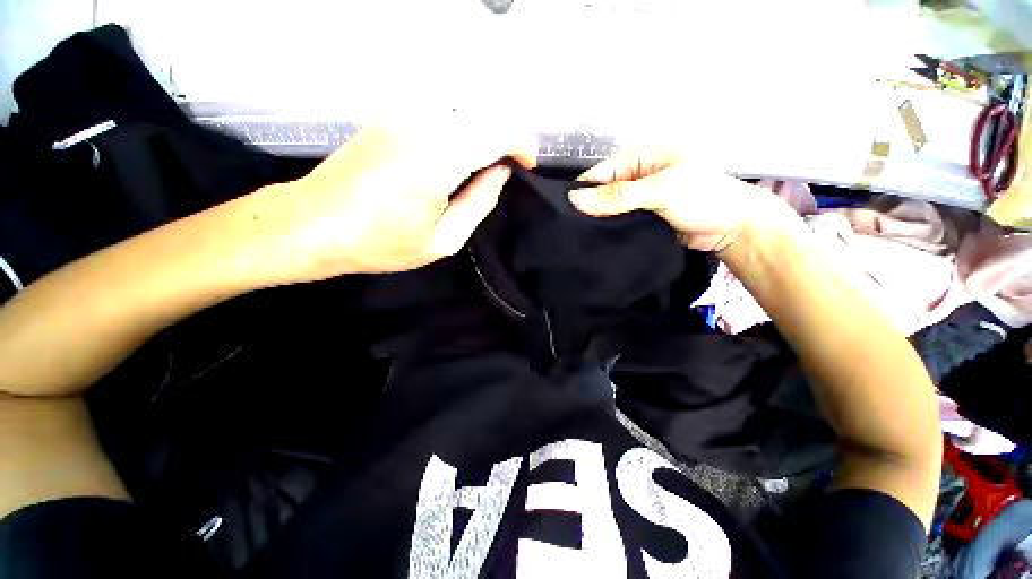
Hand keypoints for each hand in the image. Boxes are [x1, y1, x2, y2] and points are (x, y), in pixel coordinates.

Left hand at [258, 122, 536, 282]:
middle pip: (482, 113)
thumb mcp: (443, 240)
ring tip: (486, 163)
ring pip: (462, 107)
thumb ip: (479, 203)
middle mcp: (421, 124)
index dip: (521, 144)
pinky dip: (461, 125)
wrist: (313, 224)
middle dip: (505, 136)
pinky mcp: (389, 114)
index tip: (528, 164)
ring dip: (483, 129)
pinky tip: (458, 152)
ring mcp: (401, 113)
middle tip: (509, 166)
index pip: (496, 132)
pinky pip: (440, 109)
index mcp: (437, 160)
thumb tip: (500, 173)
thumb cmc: (380, 242)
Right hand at [568, 147, 778, 251]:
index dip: (580, 194)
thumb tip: (574, 200)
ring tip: (578, 240)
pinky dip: (608, 231)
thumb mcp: (660, 191)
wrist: (733, 227)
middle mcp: (633, 176)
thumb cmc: (702, 198)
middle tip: (568, 232)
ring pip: (606, 210)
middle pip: (599, 193)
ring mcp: (636, 199)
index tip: (563, 217)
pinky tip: (596, 242)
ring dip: (596, 223)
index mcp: (637, 158)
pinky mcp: (639, 218)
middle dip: (586, 210)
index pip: (596, 175)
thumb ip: (617, 196)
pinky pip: (616, 223)